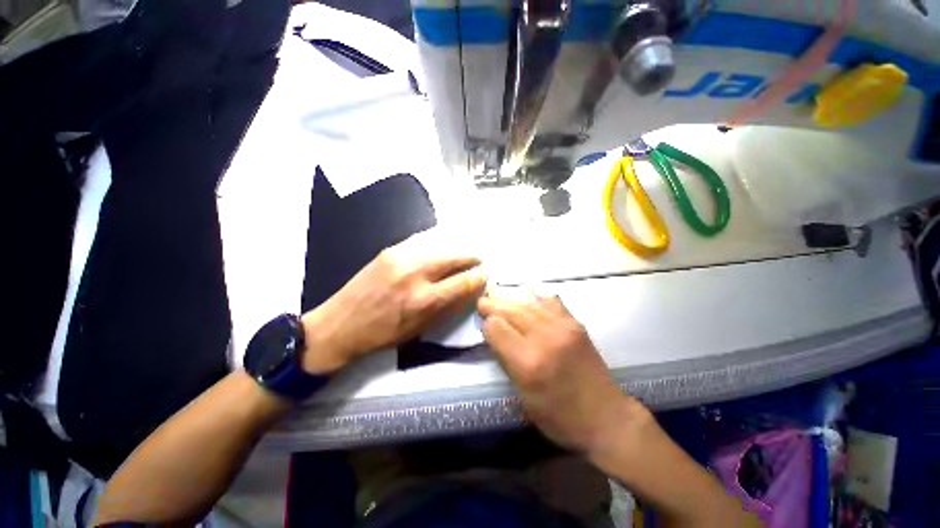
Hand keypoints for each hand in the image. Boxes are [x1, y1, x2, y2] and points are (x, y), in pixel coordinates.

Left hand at [300, 229, 486, 373]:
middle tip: (479, 258)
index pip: (463, 282)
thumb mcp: (420, 328)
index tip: (485, 275)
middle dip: (471, 256)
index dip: (479, 277)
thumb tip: (468, 291)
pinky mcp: (389, 250)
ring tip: (464, 250)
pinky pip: (421, 240)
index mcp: (425, 300)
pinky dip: (437, 241)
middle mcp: (416, 274)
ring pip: (439, 244)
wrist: (340, 324)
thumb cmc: (383, 334)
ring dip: (456, 247)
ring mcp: (401, 258)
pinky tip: (443, 243)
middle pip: (454, 257)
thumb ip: (447, 307)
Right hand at [478, 293, 648, 453]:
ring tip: (499, 299)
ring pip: (528, 303)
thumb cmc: (560, 417)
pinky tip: (529, 294)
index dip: (486, 326)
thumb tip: (495, 336)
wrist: (606, 418)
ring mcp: (562, 327)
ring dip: (510, 300)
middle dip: (493, 306)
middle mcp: (543, 338)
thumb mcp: (523, 397)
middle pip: (510, 311)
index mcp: (527, 361)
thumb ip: (507, 362)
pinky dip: (536, 297)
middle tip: (483, 303)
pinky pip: (551, 301)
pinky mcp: (576, 324)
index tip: (485, 329)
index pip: (496, 328)